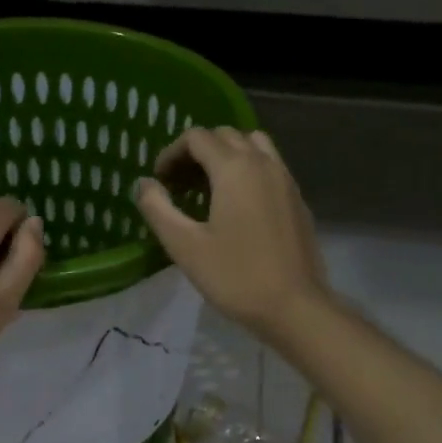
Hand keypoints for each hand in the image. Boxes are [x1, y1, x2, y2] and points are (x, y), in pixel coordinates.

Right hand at [135, 128, 331, 341]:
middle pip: (226, 136)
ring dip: (226, 156)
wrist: (295, 306)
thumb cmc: (235, 277)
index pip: (197, 138)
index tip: (159, 181)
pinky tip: (237, 207)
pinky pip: (270, 167)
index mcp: (234, 168)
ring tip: (208, 188)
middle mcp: (263, 163)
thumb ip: (158, 209)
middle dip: (197, 152)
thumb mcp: (185, 246)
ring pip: (253, 146)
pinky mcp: (297, 200)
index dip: (171, 153)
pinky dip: (248, 171)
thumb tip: (144, 184)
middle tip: (179, 184)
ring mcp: (286, 180)